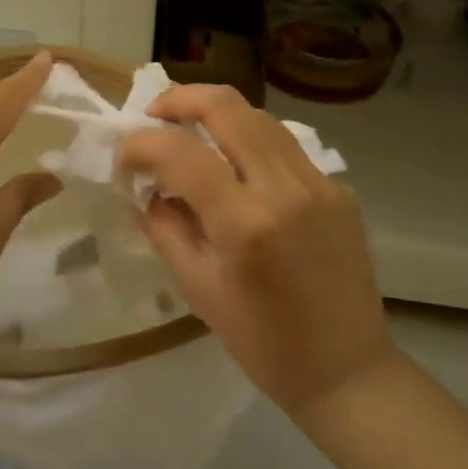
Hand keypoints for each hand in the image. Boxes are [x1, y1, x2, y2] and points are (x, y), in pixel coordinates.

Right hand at [115, 85, 393, 417]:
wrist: (346, 368)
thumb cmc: (262, 342)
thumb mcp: (198, 288)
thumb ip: (166, 228)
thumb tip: (149, 189)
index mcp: (245, 224)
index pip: (180, 153)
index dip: (140, 145)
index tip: (122, 158)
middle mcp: (285, 188)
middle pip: (226, 107)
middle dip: (179, 100)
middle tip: (152, 115)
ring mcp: (319, 183)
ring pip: (259, 116)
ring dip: (216, 113)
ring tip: (188, 129)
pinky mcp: (339, 188)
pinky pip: (285, 145)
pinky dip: (249, 139)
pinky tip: (234, 163)